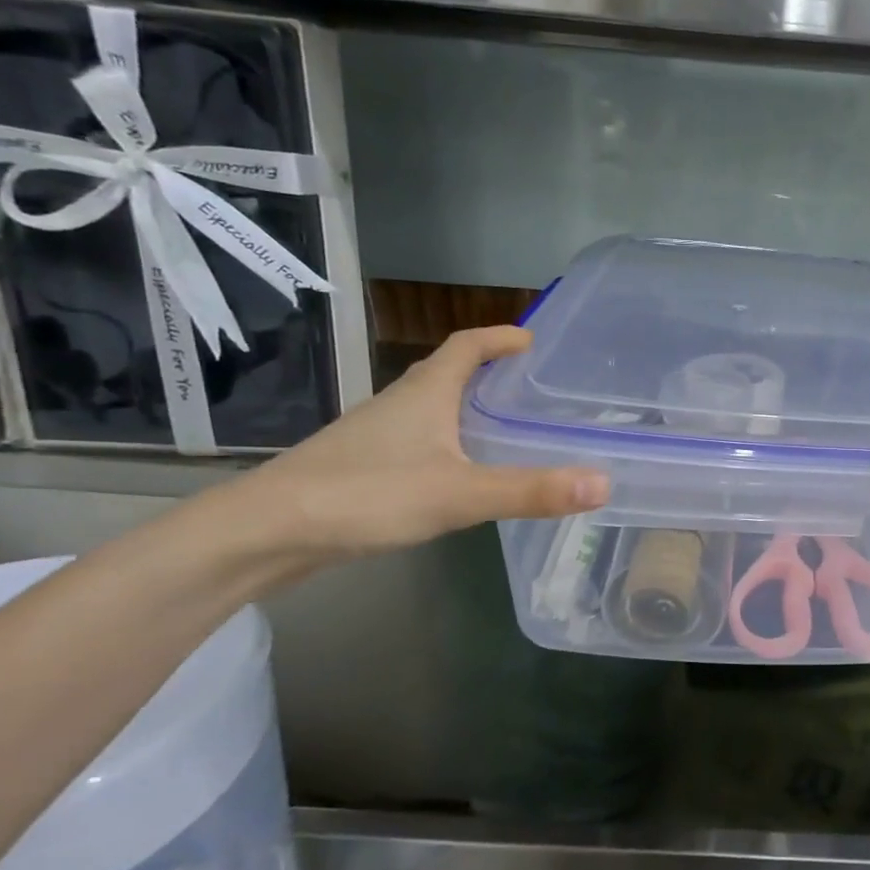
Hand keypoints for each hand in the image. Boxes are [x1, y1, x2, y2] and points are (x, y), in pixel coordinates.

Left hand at [223, 326, 607, 567]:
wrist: (266, 532)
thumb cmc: (366, 496)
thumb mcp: (460, 494)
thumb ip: (531, 490)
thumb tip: (603, 483)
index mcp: (425, 393)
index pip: (466, 346)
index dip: (499, 337)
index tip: (530, 339)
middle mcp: (400, 403)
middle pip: (447, 371)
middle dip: (486, 369)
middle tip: (527, 384)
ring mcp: (375, 435)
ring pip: (429, 407)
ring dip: (464, 406)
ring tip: (502, 425)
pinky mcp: (362, 466)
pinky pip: (416, 439)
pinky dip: (445, 441)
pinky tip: (457, 471)